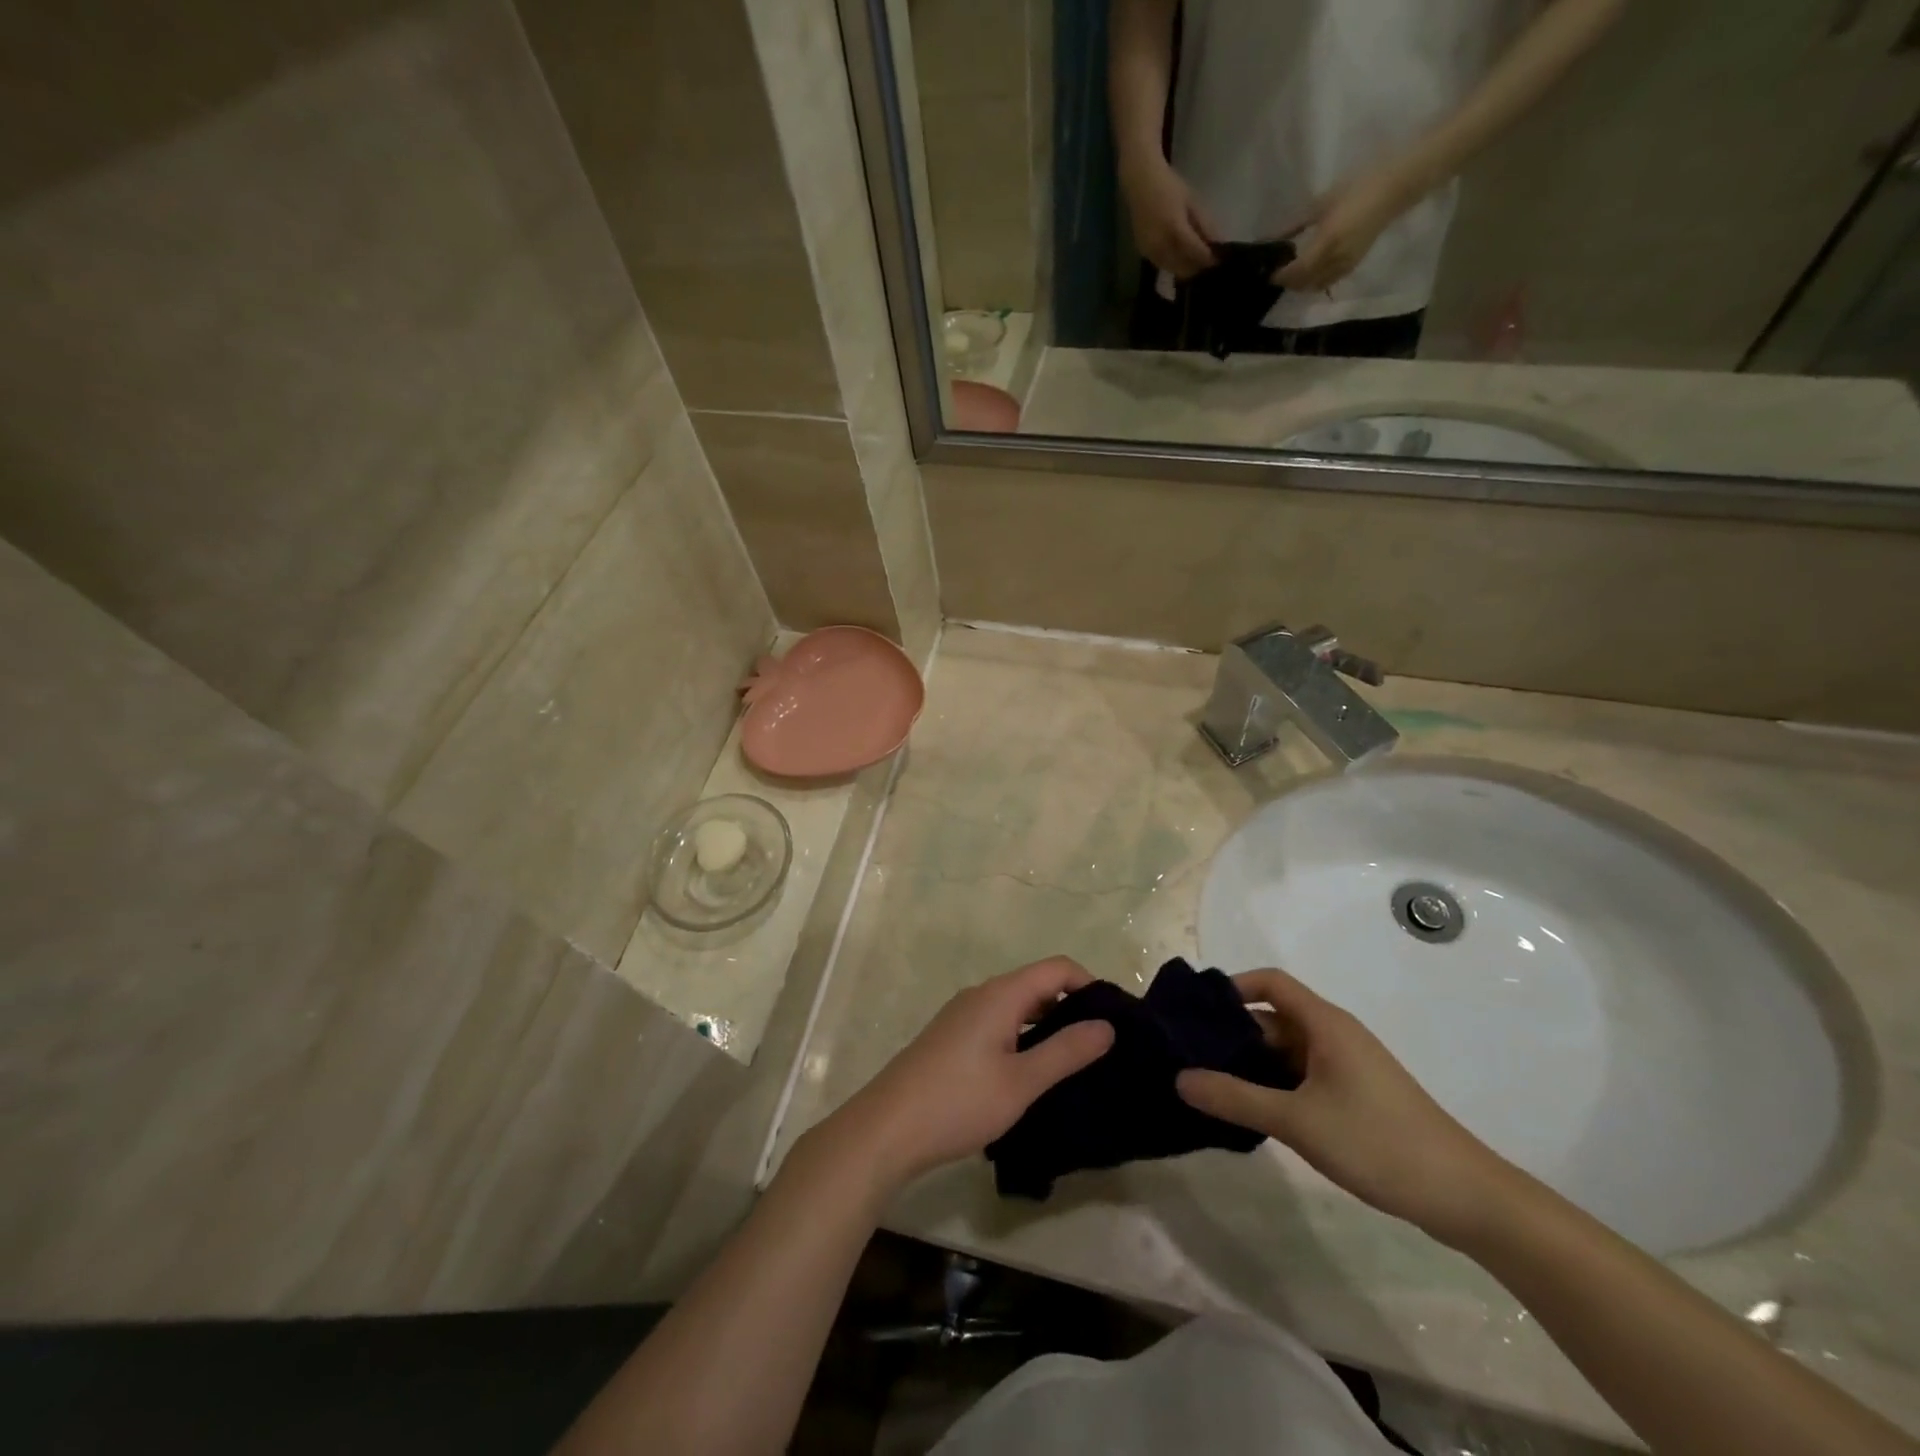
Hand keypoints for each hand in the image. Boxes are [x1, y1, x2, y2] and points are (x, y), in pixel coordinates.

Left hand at [823, 957, 1115, 1192]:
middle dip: (1072, 1008)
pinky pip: (999, 1024)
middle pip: (1037, 986)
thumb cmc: (959, 1101)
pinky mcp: (952, 1038)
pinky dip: (1023, 1038)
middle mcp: (982, 994)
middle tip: (1102, 1048)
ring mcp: (963, 1015)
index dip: (1089, 985)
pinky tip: (1032, 1075)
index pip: (1057, 968)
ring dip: (1047, 1027)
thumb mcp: (1021, 1081)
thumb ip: (1066, 1051)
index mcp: (1001, 994)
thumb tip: (1107, 1025)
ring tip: (1075, 1065)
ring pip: (1017, 1008)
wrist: (887, 1128)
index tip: (1113, 1021)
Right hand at [1121, 157, 1217, 278]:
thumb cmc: (1169, 186)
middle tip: (1208, 262)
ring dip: (1185, 268)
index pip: (1196, 253)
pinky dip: (1173, 265)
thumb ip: (1204, 224)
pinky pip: (1162, 265)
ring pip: (1172, 270)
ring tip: (1195, 261)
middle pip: (1184, 268)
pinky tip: (1180, 257)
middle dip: (1197, 267)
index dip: (1209, 259)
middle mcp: (1161, 246)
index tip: (1219, 260)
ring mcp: (1151, 252)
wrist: (1141, 183)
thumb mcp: (1192, 201)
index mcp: (1175, 229)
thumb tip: (1218, 242)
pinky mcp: (1144, 253)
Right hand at [1177, 968, 1517, 1246]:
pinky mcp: (1354, 1097)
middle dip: (1232, 1033)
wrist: (1465, 1196)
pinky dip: (1273, 1086)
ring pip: (1285, 1052)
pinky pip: (1301, 1077)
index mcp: (1325, 1024)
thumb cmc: (1379, 1142)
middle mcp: (1334, 1036)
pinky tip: (1250, 1113)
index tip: (1196, 1012)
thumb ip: (1236, 1098)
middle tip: (1189, 1056)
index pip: (1270, 982)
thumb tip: (1179, 1078)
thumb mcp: (1298, 1121)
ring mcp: (1346, 1067)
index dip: (1232, 988)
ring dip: (1251, 1064)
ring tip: (1210, 1086)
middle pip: (1273, 1018)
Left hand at [1274, 162, 1424, 291]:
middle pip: (1305, 283)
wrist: (1393, 188)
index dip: (1282, 276)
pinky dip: (1316, 282)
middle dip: (1289, 282)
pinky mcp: (1353, 265)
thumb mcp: (1322, 203)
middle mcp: (1335, 259)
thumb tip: (1274, 237)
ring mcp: (1346, 264)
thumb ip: (1297, 224)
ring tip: (1293, 274)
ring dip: (1302, 285)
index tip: (1270, 273)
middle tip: (1279, 274)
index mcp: (1326, 242)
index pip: (1297, 271)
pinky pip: (1329, 282)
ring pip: (1316, 286)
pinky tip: (1311, 273)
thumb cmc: (1357, 188)